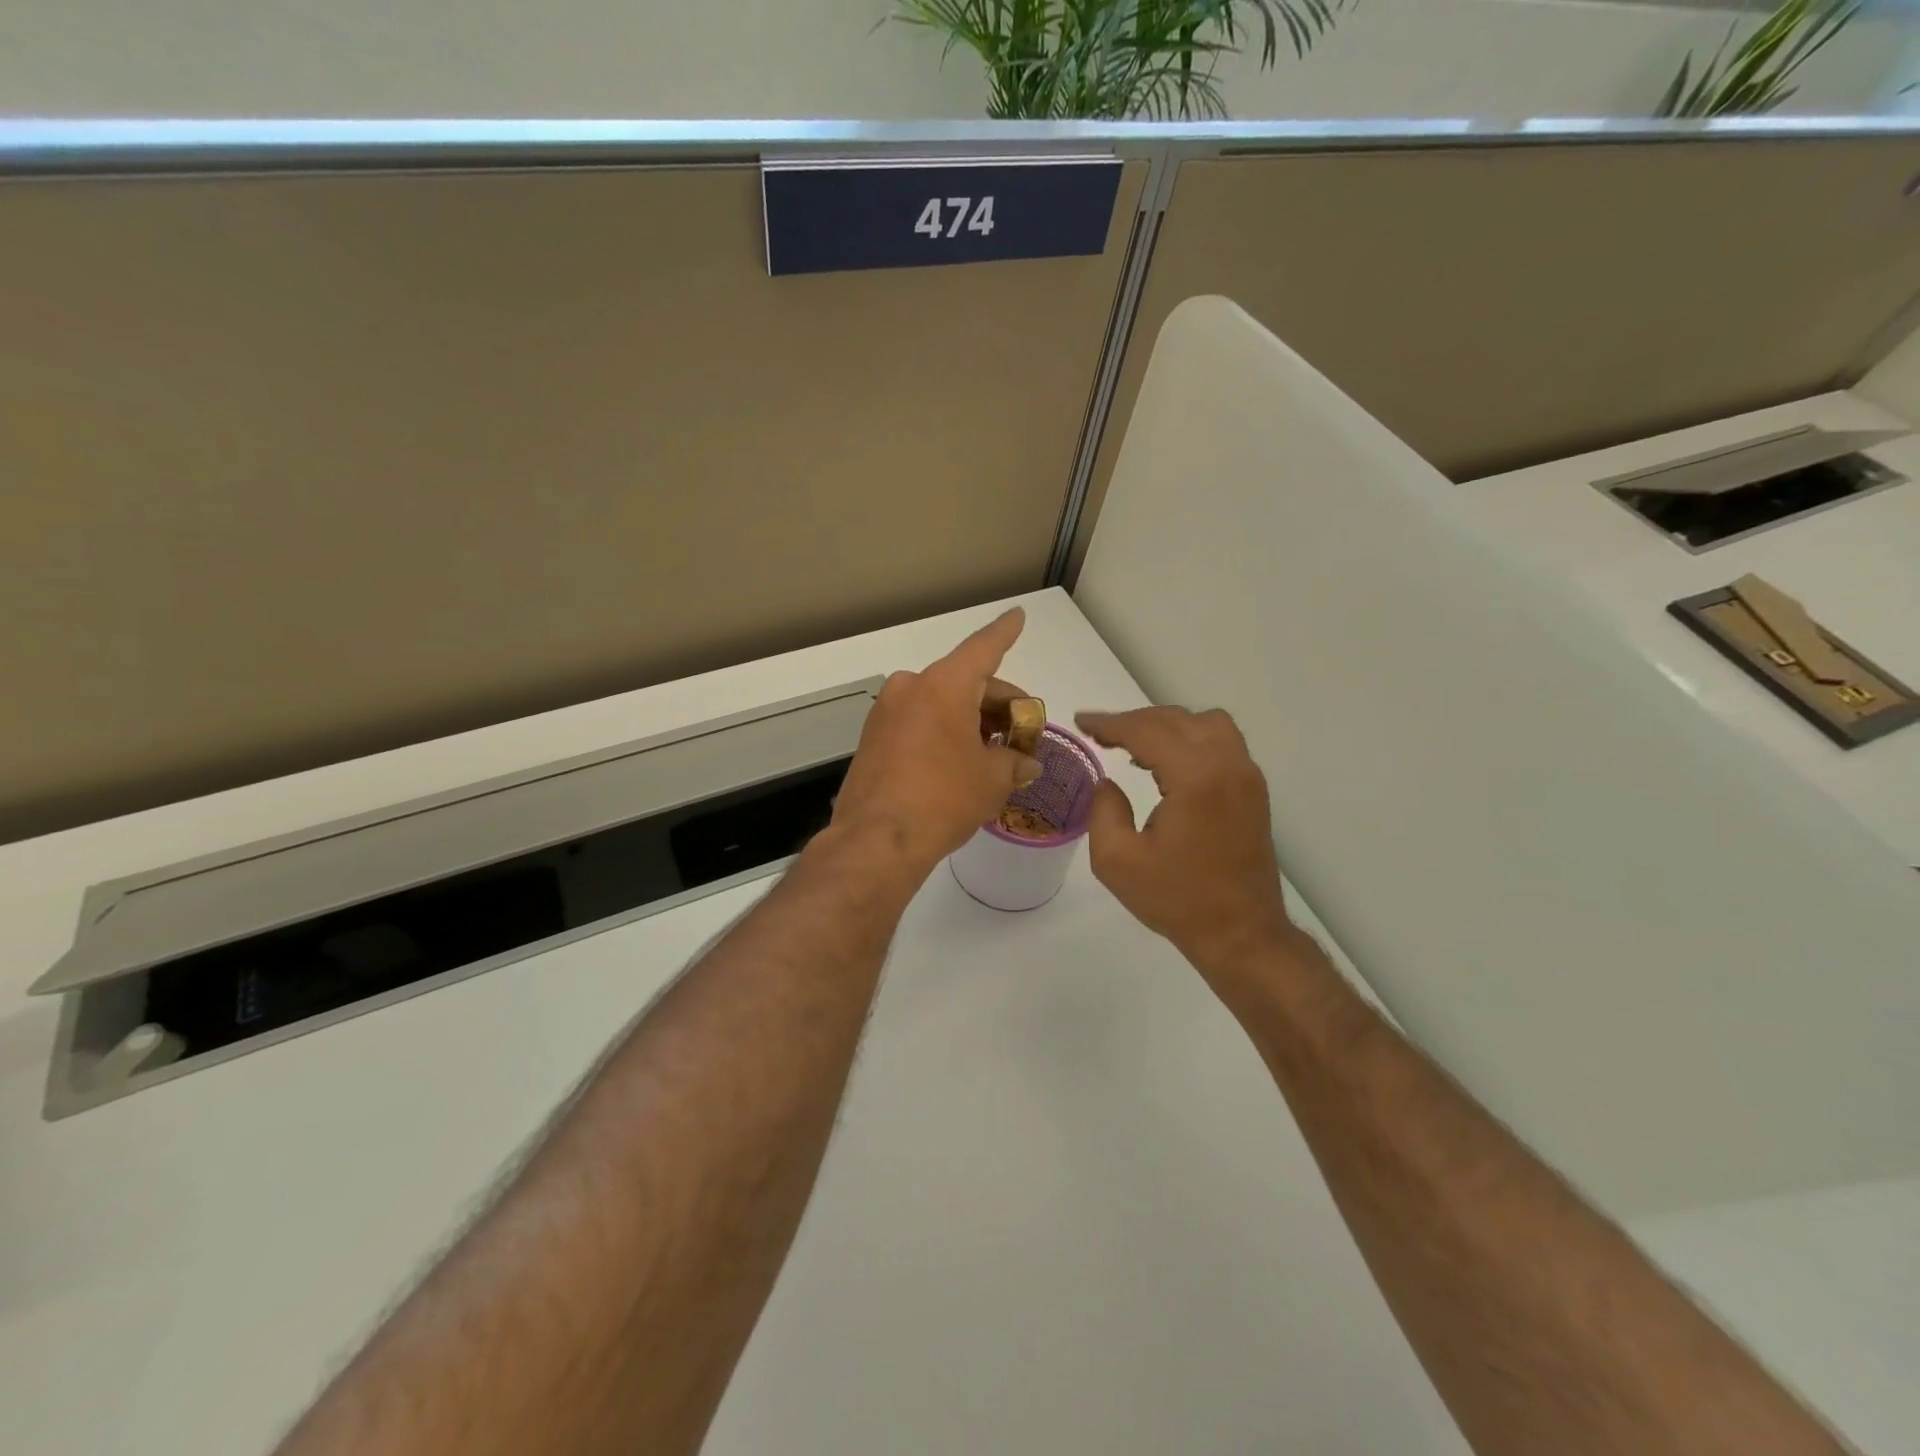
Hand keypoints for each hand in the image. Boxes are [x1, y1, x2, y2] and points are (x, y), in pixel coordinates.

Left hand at [831, 608, 1042, 876]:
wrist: (877, 840)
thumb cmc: (943, 799)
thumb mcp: (992, 780)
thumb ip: (1014, 763)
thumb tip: (1026, 763)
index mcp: (943, 685)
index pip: (983, 648)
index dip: (1005, 632)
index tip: (1018, 614)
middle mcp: (911, 688)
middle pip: (965, 682)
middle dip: (998, 704)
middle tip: (1021, 733)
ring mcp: (886, 712)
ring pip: (941, 703)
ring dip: (971, 720)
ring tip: (995, 753)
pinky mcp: (873, 737)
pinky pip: (919, 722)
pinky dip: (944, 732)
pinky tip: (961, 760)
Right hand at [1076, 707, 1296, 971]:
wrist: (1241, 933)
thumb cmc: (1177, 900)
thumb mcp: (1116, 860)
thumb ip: (1103, 810)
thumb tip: (1107, 782)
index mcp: (1195, 778)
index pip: (1146, 730)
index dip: (1109, 723)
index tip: (1082, 722)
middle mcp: (1227, 765)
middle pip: (1176, 719)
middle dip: (1134, 721)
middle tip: (1101, 735)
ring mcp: (1247, 775)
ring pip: (1205, 723)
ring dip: (1167, 726)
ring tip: (1136, 747)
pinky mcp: (1254, 789)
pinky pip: (1222, 742)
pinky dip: (1191, 739)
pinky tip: (1167, 764)